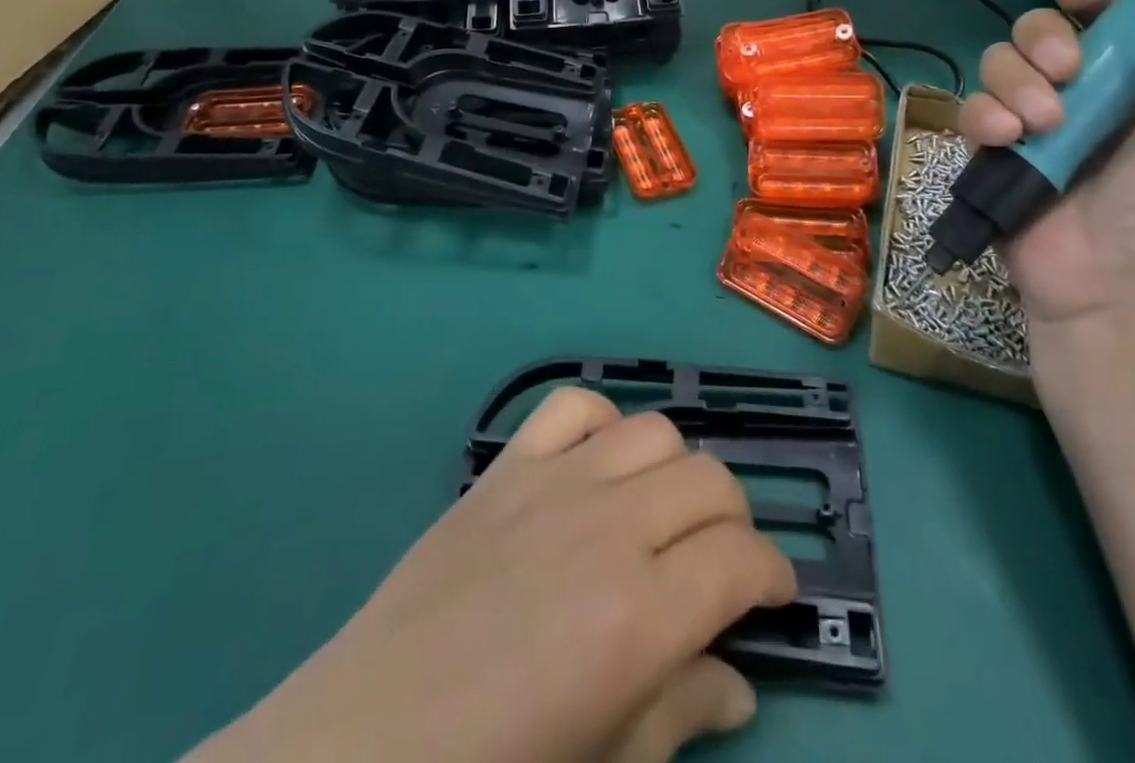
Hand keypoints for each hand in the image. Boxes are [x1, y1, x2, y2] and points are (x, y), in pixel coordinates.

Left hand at [190, 388, 795, 762]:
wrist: (361, 744)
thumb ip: (681, 715)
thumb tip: (739, 683)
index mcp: (639, 615)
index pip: (742, 560)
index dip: (773, 575)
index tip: (772, 595)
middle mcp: (607, 527)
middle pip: (710, 481)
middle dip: (734, 522)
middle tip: (719, 564)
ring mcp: (553, 482)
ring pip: (655, 431)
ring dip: (677, 470)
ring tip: (662, 513)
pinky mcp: (507, 465)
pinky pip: (574, 406)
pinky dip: (602, 423)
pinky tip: (598, 465)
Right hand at [956, 0, 1134, 389]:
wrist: (1116, 301)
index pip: (1110, 15)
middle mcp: (1084, 94)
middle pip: (1041, 29)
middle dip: (1045, 38)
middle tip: (1067, 71)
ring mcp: (1033, 122)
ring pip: (999, 62)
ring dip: (1015, 81)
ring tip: (1041, 123)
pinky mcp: (993, 151)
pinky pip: (971, 108)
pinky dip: (983, 114)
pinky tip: (1006, 139)